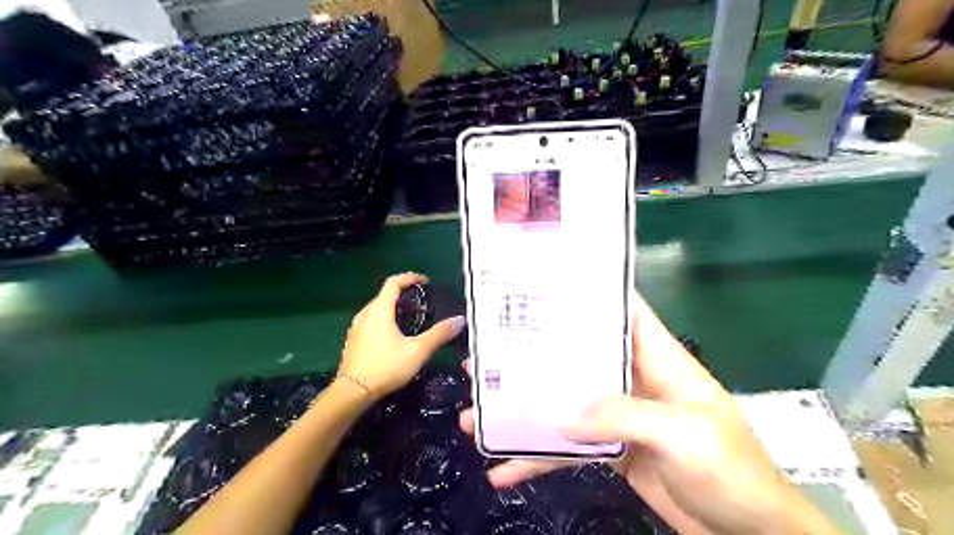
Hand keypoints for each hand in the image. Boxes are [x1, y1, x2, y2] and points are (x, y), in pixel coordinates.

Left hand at [339, 275, 466, 399]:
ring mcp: (356, 328)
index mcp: (379, 310)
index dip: (410, 277)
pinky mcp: (353, 340)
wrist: (352, 392)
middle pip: (384, 295)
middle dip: (403, 293)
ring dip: (393, 307)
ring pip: (377, 309)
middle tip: (422, 301)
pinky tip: (393, 335)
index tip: (425, 282)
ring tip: (410, 317)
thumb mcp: (418, 351)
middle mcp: (365, 314)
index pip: (393, 282)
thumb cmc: (386, 367)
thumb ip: (439, 334)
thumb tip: (460, 320)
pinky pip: (371, 321)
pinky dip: (384, 320)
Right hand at [458, 295, 835, 534]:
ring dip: (524, 412)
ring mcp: (619, 417)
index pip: (622, 312)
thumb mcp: (684, 434)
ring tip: (476, 417)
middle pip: (578, 358)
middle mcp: (633, 380)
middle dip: (534, 356)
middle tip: (490, 356)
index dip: (589, 293)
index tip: (543, 284)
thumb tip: (566, 416)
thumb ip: (625, 416)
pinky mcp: (611, 452)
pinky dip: (538, 458)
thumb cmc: (732, 471)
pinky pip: (568, 449)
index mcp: (657, 359)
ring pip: (564, 405)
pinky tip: (504, 469)